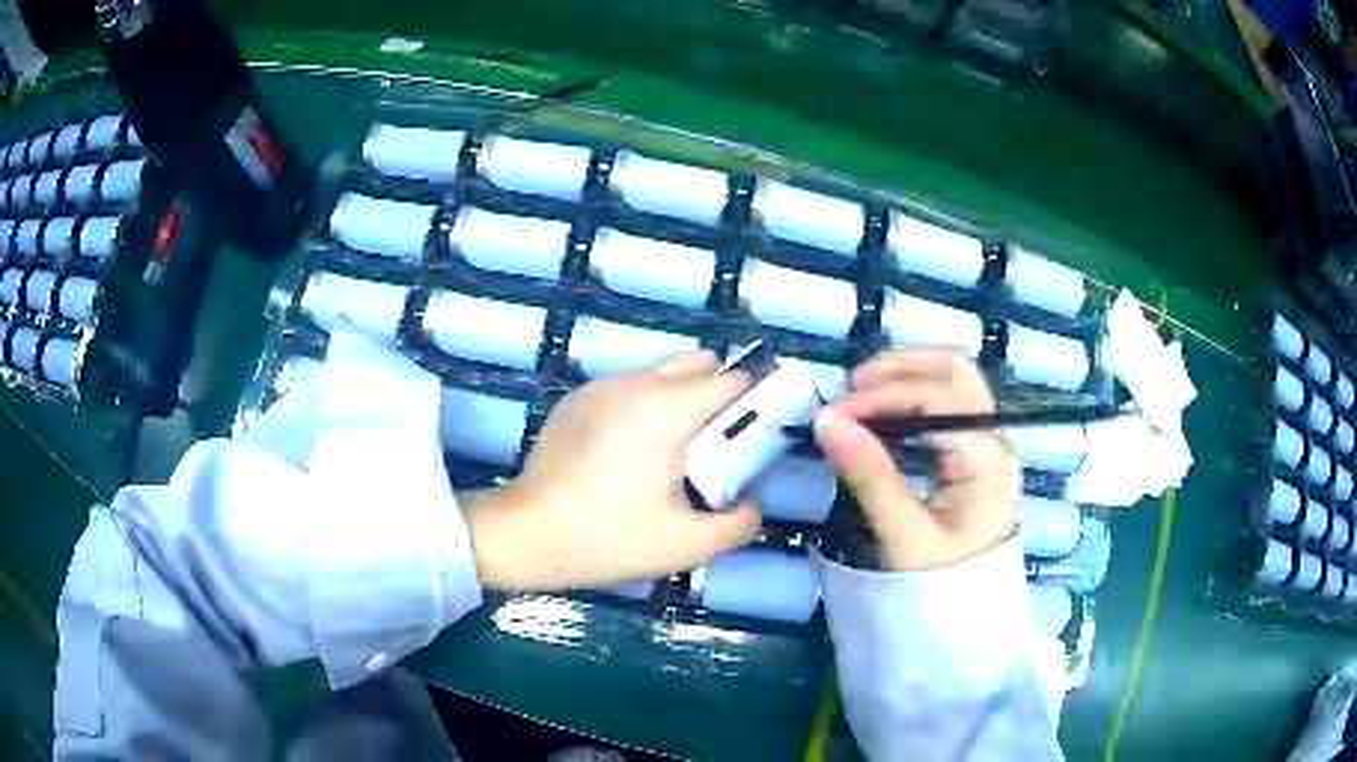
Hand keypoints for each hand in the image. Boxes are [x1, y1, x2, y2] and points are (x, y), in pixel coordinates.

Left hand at [465, 351, 762, 591]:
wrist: (524, 534)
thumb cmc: (605, 539)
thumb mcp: (686, 546)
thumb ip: (738, 524)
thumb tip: (752, 504)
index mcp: (666, 408)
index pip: (734, 380)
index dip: (756, 405)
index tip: (754, 441)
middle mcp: (635, 383)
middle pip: (700, 363)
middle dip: (721, 396)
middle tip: (715, 449)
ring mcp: (600, 386)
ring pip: (663, 372)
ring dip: (683, 401)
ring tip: (672, 454)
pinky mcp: (577, 399)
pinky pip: (629, 388)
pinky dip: (646, 407)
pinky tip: (628, 456)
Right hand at [813, 349, 1019, 570]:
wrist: (971, 619)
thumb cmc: (942, 584)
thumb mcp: (903, 536)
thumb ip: (869, 475)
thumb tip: (826, 420)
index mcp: (987, 459)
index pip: (938, 398)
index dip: (884, 394)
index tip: (834, 413)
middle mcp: (995, 439)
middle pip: (955, 370)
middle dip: (900, 368)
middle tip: (852, 390)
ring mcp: (988, 444)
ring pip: (952, 381)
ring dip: (905, 379)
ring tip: (859, 401)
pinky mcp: (975, 454)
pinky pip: (945, 407)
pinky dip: (910, 399)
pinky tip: (881, 418)